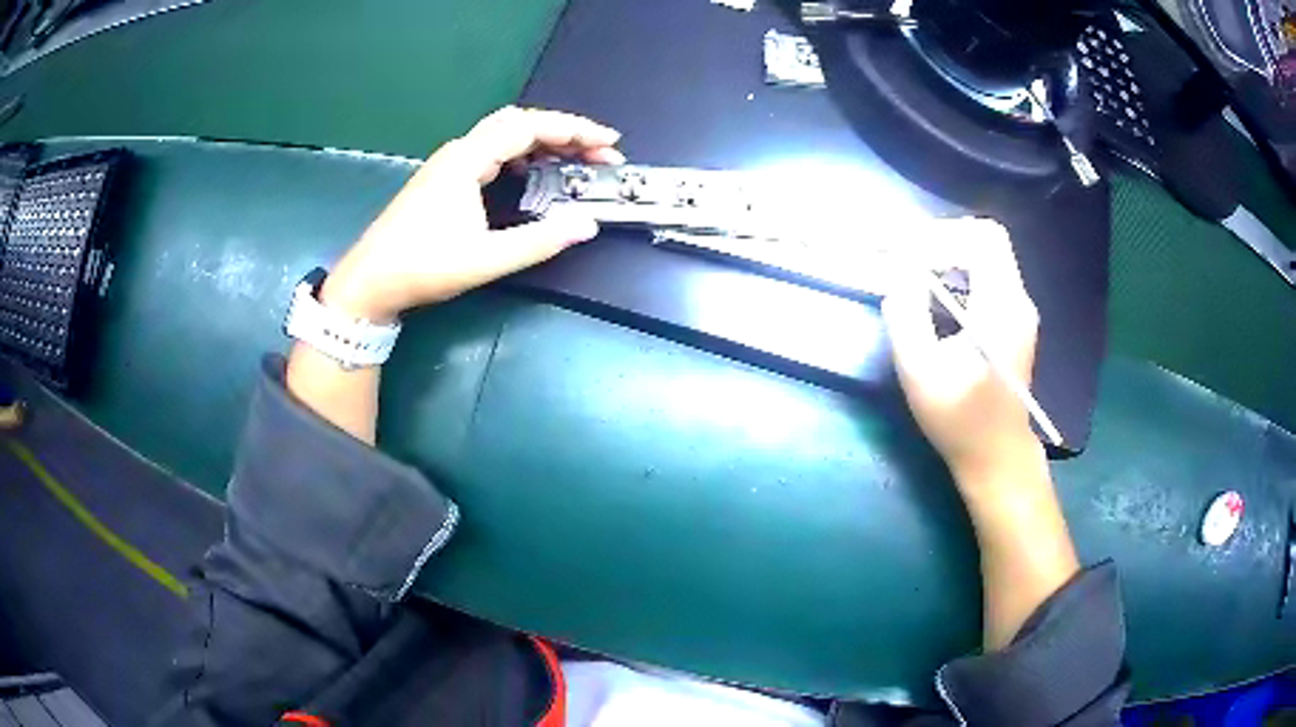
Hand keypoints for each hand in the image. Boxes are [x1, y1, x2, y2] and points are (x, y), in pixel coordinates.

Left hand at [321, 107, 625, 321]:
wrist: (370, 282)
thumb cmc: (421, 267)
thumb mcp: (485, 259)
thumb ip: (538, 241)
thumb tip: (585, 225)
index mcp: (467, 160)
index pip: (529, 127)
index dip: (573, 130)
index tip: (609, 142)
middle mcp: (459, 152)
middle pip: (518, 122)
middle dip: (562, 131)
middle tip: (597, 150)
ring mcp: (449, 163)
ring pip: (504, 134)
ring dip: (542, 140)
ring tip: (575, 158)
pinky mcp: (444, 178)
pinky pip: (491, 150)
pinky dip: (522, 153)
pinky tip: (534, 171)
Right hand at [880, 219, 1043, 487]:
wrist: (997, 456)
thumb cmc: (960, 421)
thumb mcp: (921, 373)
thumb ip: (907, 315)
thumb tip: (899, 272)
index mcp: (1002, 309)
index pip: (981, 238)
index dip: (941, 235)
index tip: (906, 256)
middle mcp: (1018, 300)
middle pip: (985, 238)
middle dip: (943, 238)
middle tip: (907, 257)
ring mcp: (1019, 309)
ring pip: (987, 254)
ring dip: (949, 252)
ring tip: (915, 271)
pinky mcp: (1013, 319)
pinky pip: (988, 274)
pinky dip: (959, 270)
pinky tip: (936, 292)